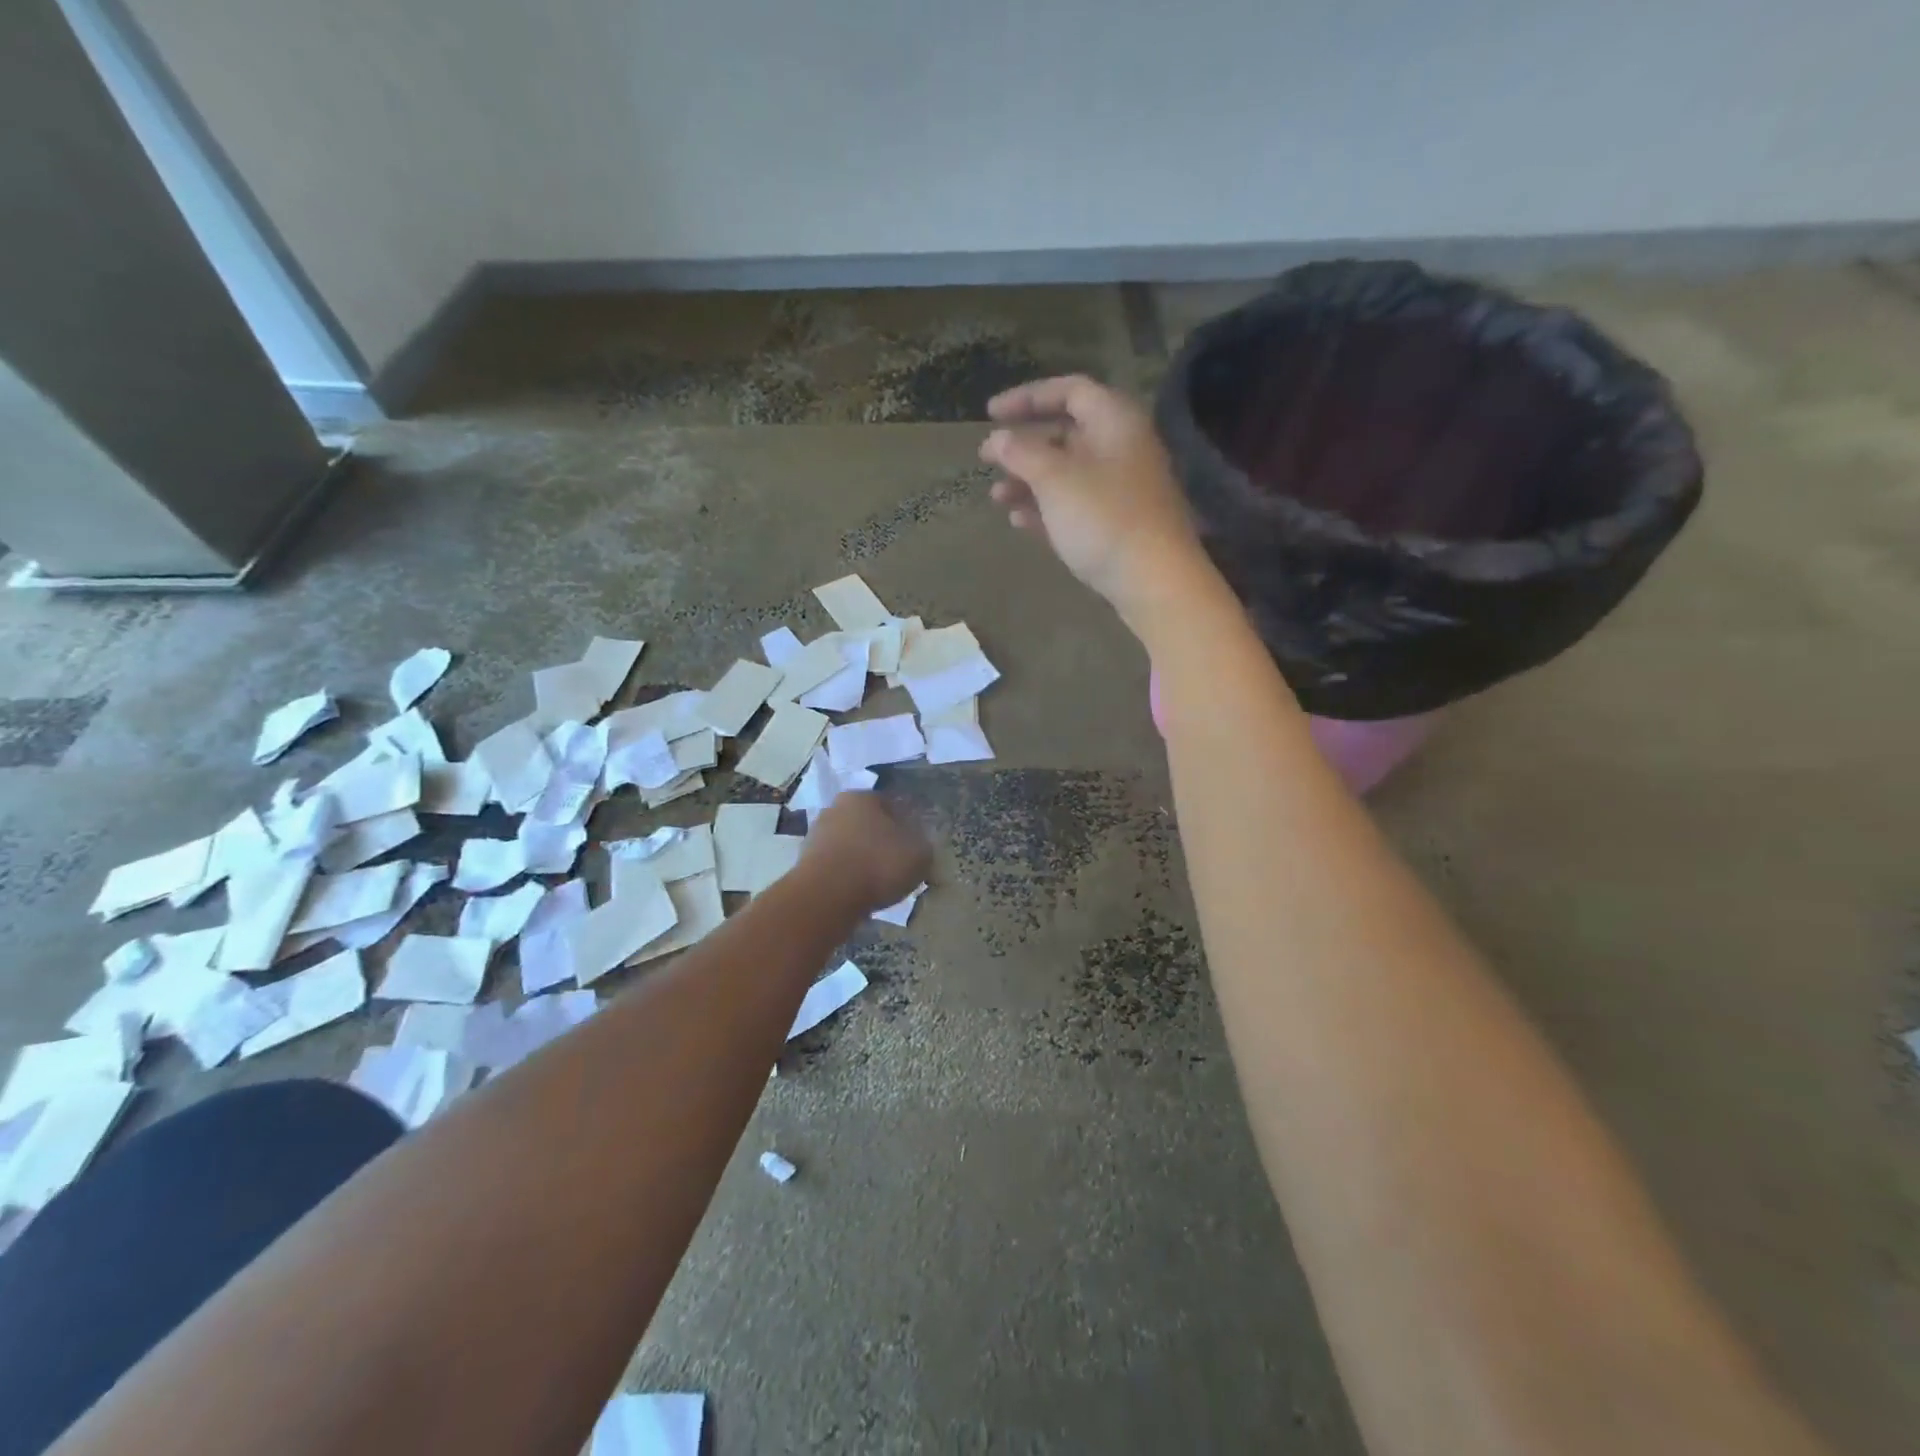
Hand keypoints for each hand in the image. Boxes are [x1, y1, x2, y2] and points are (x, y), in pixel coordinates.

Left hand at [801, 793, 931, 914]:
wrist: (826, 898)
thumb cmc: (878, 865)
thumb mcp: (919, 854)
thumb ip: (923, 844)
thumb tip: (920, 843)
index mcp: (863, 797)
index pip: (892, 804)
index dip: (908, 824)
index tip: (916, 844)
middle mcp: (836, 808)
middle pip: (868, 822)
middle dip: (882, 839)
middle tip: (898, 863)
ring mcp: (817, 834)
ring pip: (850, 843)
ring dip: (863, 858)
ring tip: (879, 882)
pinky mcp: (805, 861)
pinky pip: (836, 865)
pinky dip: (848, 875)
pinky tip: (859, 891)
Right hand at [980, 375, 1209, 621]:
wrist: (1154, 581)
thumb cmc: (1103, 518)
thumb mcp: (1055, 479)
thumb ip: (1021, 453)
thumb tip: (997, 438)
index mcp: (1114, 421)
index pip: (1070, 390)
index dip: (1028, 396)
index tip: (990, 413)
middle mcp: (1122, 448)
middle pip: (1066, 434)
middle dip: (1023, 447)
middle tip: (986, 459)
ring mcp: (1122, 489)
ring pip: (1068, 474)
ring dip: (1028, 482)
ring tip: (997, 498)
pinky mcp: (1118, 525)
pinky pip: (1076, 506)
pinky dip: (1046, 509)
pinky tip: (1019, 522)